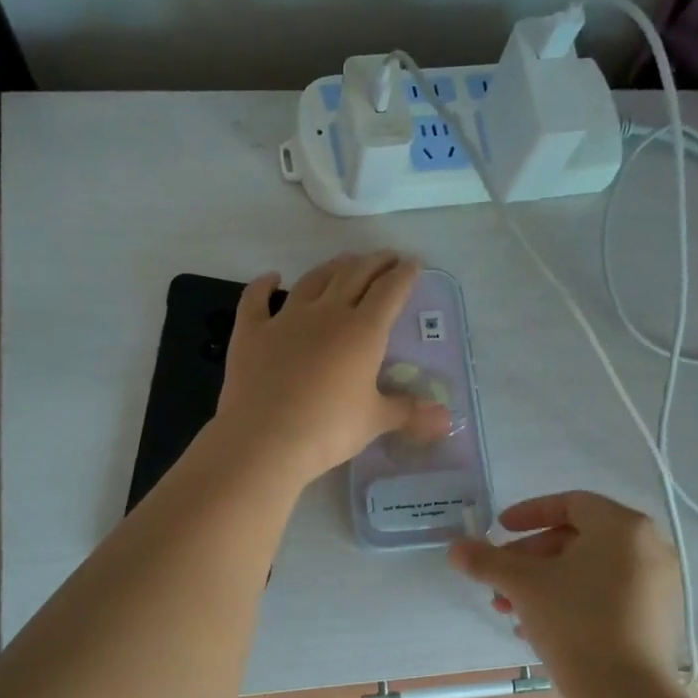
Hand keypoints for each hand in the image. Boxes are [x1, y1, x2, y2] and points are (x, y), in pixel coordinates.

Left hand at [212, 252, 450, 486]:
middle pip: (354, 275)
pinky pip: (256, 299)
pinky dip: (264, 284)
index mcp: (363, 331)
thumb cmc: (328, 429)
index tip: (413, 264)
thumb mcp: (375, 421)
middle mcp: (327, 314)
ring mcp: (286, 319)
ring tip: (344, 262)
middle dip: (374, 262)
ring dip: (332, 267)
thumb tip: (446, 419)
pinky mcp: (251, 332)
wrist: (265, 439)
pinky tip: (272, 277)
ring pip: (313, 280)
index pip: (390, 290)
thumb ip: (408, 412)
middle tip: (386, 258)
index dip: (404, 274)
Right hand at [448, 491, 686, 679]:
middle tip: (500, 578)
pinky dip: (571, 601)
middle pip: (578, 538)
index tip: (499, 530)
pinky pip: (607, 595)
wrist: (627, 696)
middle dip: (530, 557)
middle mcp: (648, 547)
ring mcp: (658, 585)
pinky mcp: (657, 619)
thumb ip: (486, 561)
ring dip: (545, 583)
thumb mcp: (523, 585)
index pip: (570, 503)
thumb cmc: (576, 622)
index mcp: (623, 526)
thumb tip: (454, 547)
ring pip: (589, 571)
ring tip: (510, 610)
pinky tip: (538, 629)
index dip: (529, 513)